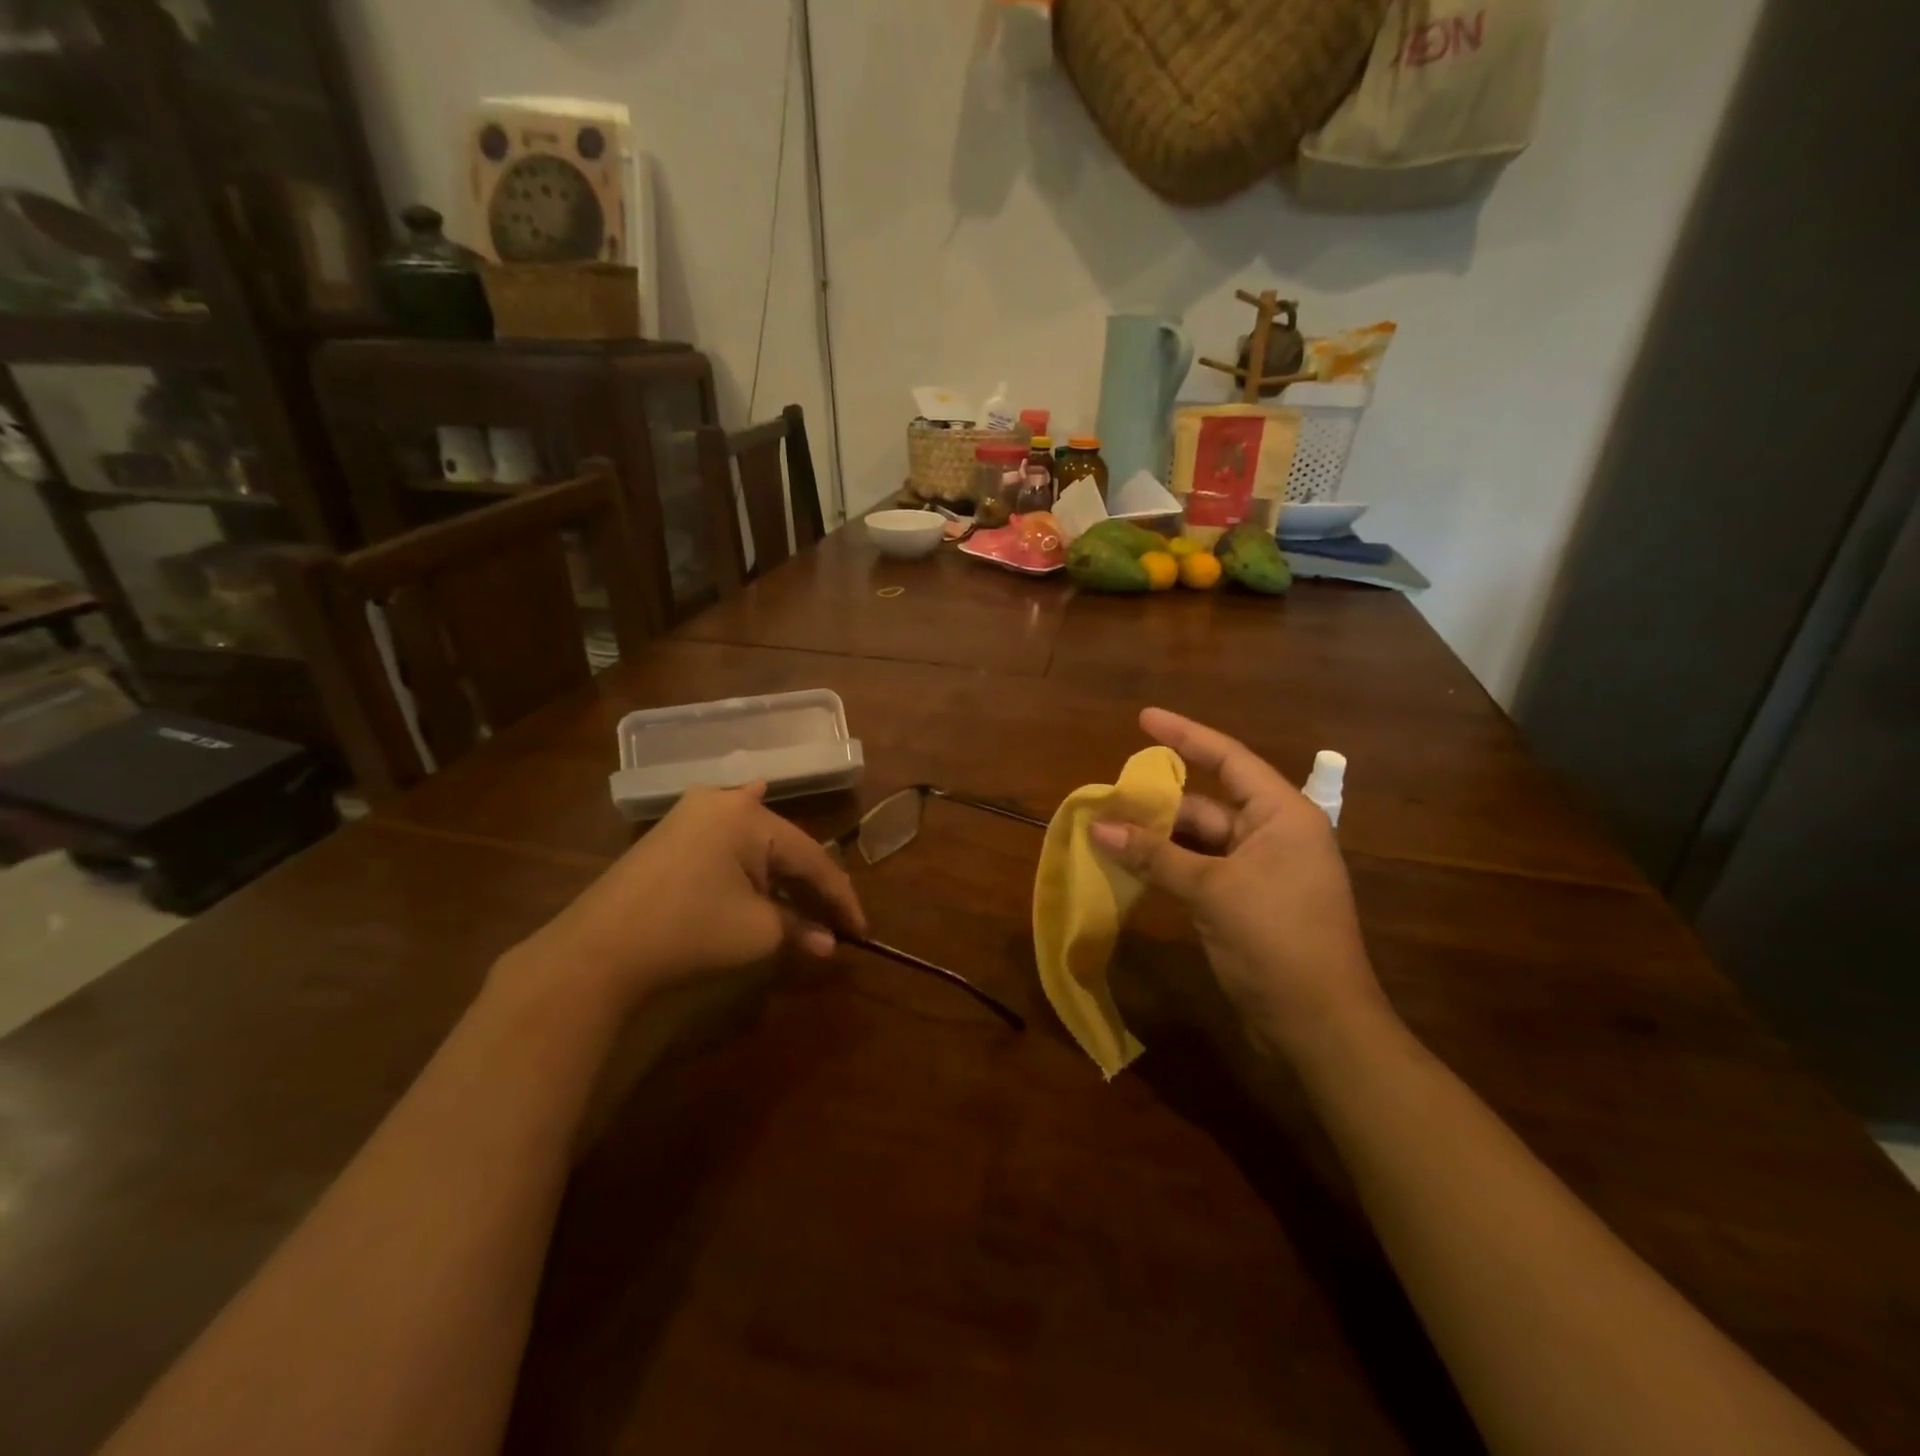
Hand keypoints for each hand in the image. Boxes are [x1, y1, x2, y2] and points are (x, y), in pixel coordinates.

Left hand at [499, 784, 865, 1010]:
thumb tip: (829, 943)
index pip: (814, 859)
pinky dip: (747, 846)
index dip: (841, 898)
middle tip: (835, 919)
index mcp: (751, 817)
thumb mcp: (757, 932)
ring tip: (809, 889)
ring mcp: (691, 814)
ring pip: (755, 840)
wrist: (596, 950)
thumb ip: (799, 929)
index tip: (861, 931)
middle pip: (785, 846)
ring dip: (781, 870)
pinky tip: (756, 817)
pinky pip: (724, 836)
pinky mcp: (669, 834)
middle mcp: (723, 802)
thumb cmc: (689, 932)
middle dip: (810, 884)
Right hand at [1089, 708, 1383, 1056]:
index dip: (1185, 734)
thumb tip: (1099, 827)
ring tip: (1107, 830)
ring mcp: (1261, 871)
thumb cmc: (1277, 941)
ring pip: (1199, 840)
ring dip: (1157, 839)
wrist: (1319, 1026)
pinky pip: (1199, 871)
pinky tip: (1130, 867)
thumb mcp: (1212, 891)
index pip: (1228, 758)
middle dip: (1158, 802)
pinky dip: (1167, 868)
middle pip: (1207, 803)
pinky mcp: (1247, 903)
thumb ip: (1155, 855)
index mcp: (1282, 815)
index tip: (1143, 717)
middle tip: (1108, 796)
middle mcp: (1274, 834)